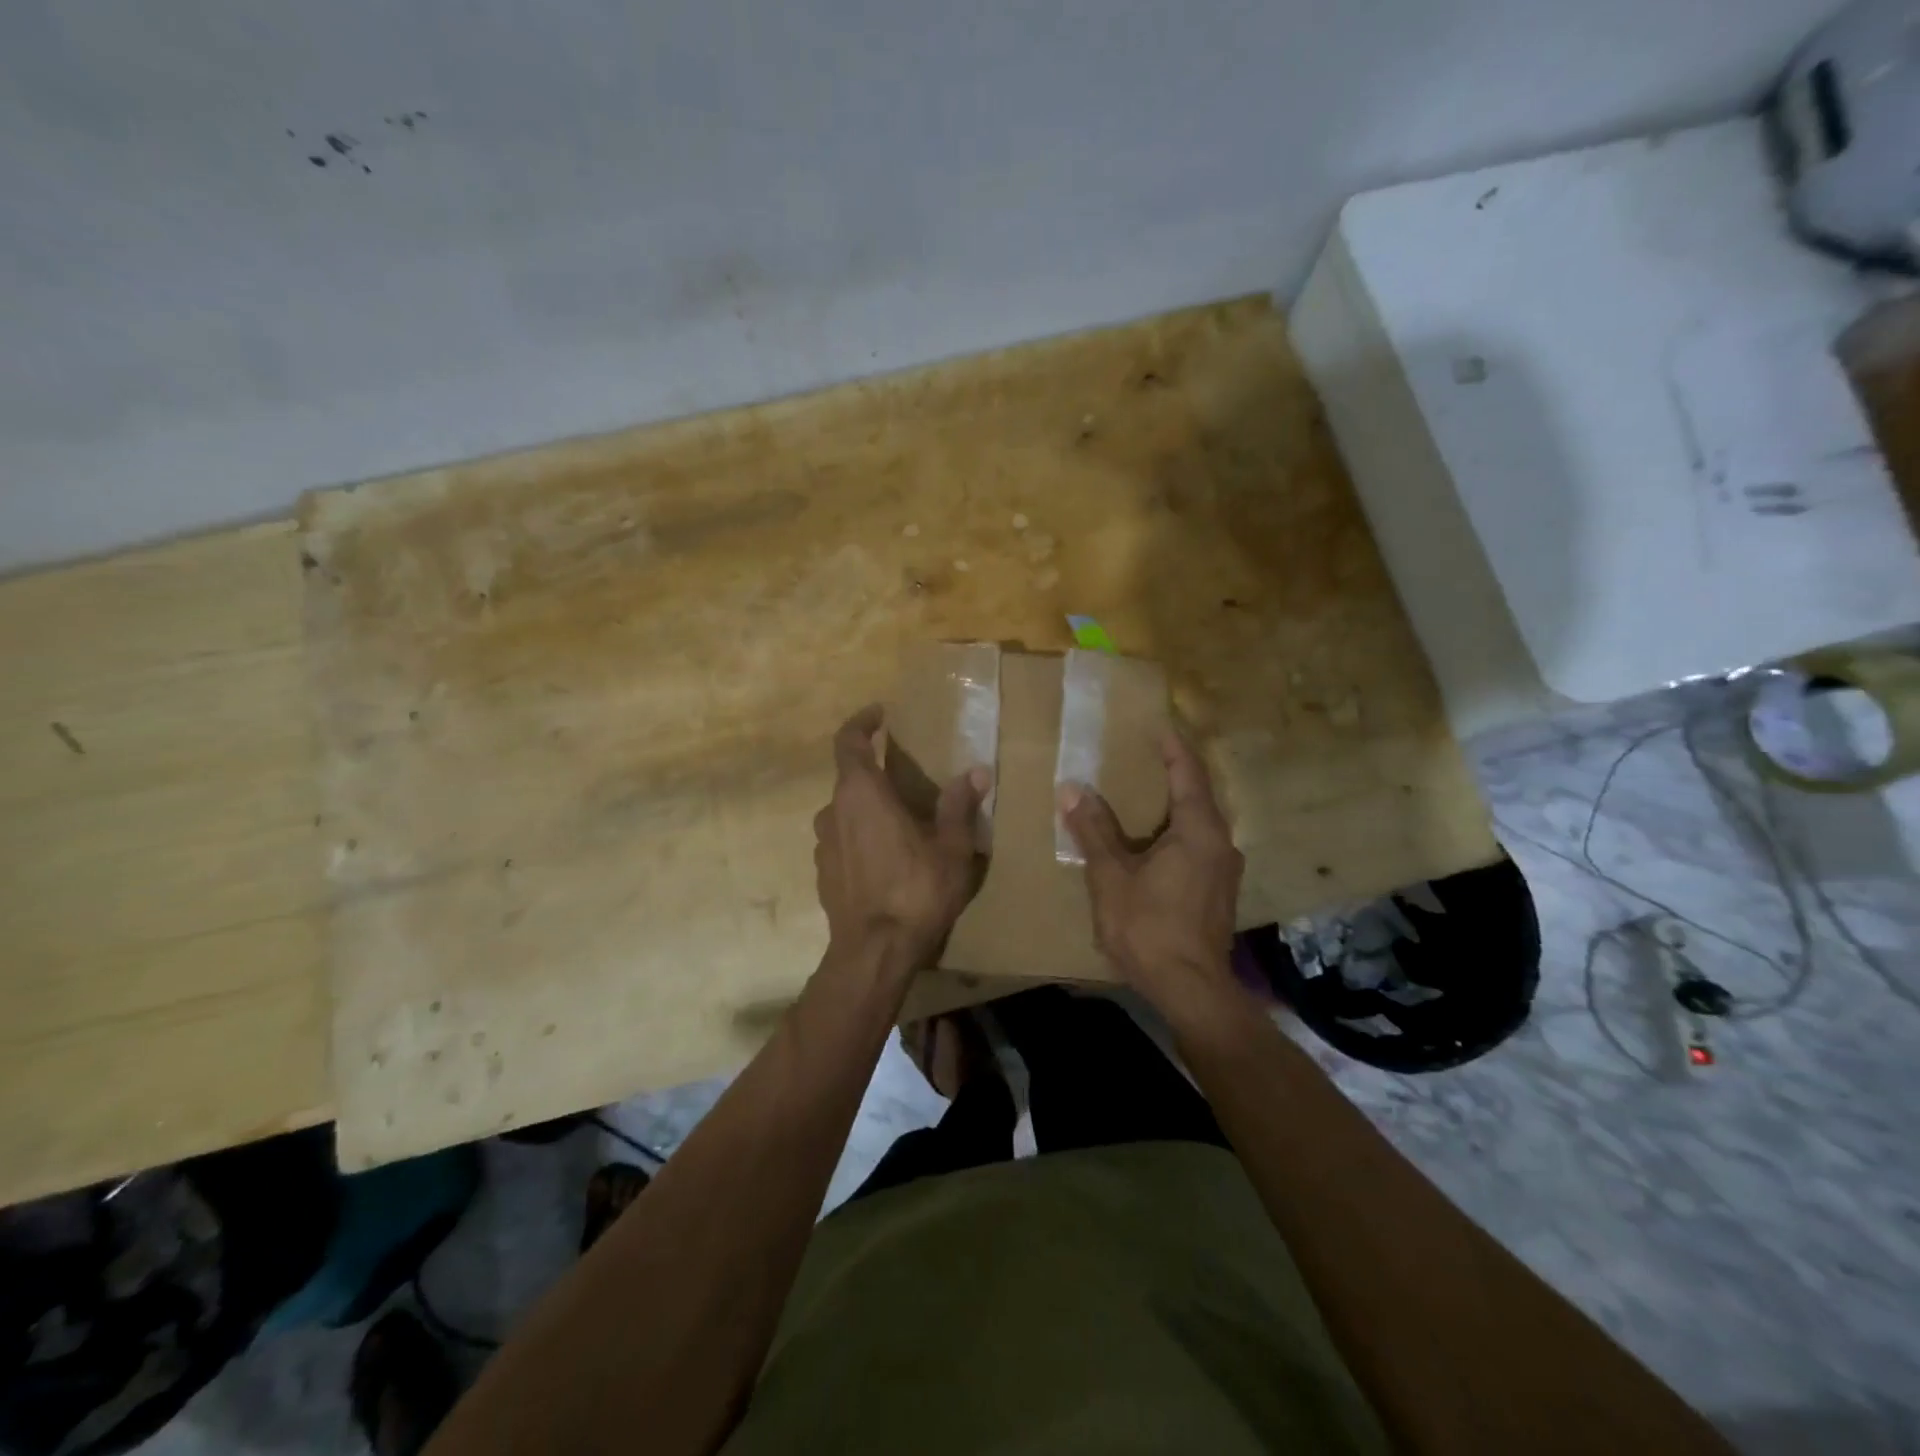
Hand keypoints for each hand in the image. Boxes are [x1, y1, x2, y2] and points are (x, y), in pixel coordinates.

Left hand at [813, 704, 989, 975]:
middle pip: (850, 779)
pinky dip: (862, 838)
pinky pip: (843, 842)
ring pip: (846, 813)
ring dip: (869, 810)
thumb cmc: (915, 891)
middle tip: (909, 781)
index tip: (879, 714)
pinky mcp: (822, 873)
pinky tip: (888, 861)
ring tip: (903, 825)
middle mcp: (833, 811)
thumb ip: (959, 806)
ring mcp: (823, 844)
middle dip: (876, 774)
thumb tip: (976, 772)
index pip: (848, 741)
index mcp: (861, 794)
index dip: (861, 722)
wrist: (873, 953)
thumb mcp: (951, 848)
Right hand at [1060, 731, 1243, 1014]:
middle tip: (1145, 757)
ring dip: (1175, 806)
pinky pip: (1199, 846)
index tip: (1158, 726)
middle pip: (1198, 796)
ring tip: (1145, 797)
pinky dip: (1178, 832)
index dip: (1173, 747)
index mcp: (1198, 831)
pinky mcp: (1219, 893)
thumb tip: (1072, 789)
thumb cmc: (1149, 927)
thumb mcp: (1111, 877)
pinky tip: (1154, 844)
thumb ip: (1094, 831)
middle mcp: (1220, 843)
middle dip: (1174, 774)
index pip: (1188, 773)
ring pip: (1200, 824)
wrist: (1191, 990)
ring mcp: (1224, 871)